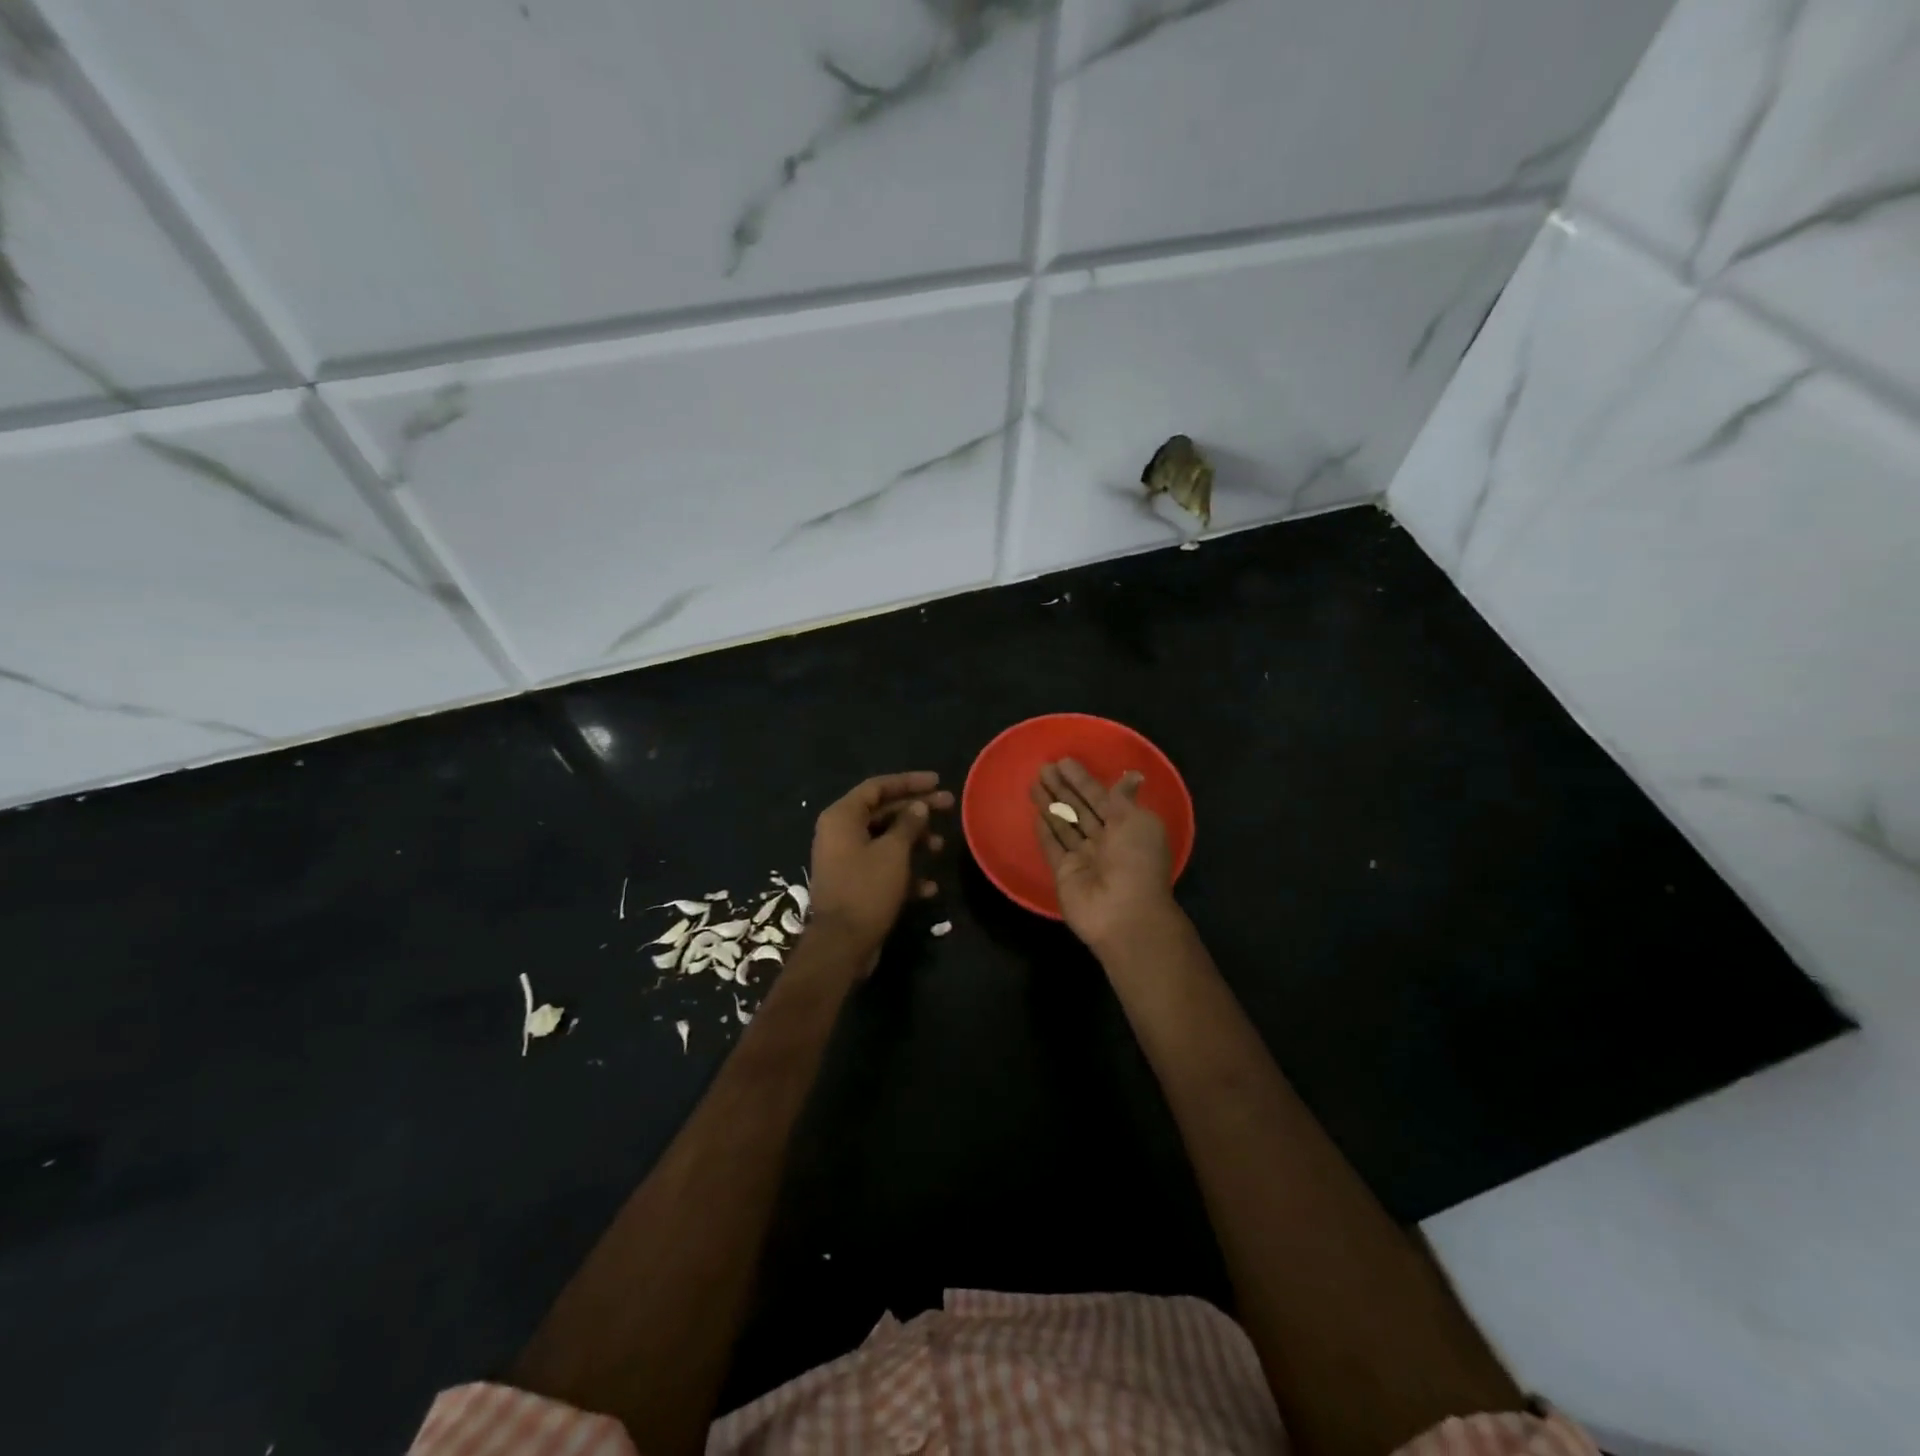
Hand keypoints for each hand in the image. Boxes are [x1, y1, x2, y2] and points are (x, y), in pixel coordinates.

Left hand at [808, 771, 950, 965]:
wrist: (841, 945)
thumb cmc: (866, 889)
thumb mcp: (893, 852)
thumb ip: (908, 824)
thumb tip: (918, 807)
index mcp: (842, 817)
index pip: (878, 787)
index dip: (909, 782)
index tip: (937, 781)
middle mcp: (840, 833)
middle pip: (883, 812)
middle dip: (917, 811)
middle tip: (949, 806)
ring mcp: (845, 860)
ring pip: (885, 841)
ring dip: (914, 842)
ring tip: (940, 847)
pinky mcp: (854, 884)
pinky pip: (882, 868)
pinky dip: (904, 872)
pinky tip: (928, 887)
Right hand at [1031, 759, 1176, 952]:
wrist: (1124, 913)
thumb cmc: (1136, 861)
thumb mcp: (1138, 822)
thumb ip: (1124, 799)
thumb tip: (1132, 775)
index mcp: (1127, 827)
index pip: (1100, 797)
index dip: (1083, 780)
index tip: (1064, 762)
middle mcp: (1105, 841)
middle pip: (1080, 809)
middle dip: (1063, 788)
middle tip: (1043, 768)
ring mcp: (1084, 858)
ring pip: (1064, 825)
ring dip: (1050, 804)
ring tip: (1033, 783)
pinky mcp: (1065, 873)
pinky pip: (1053, 847)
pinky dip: (1045, 831)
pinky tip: (1035, 814)